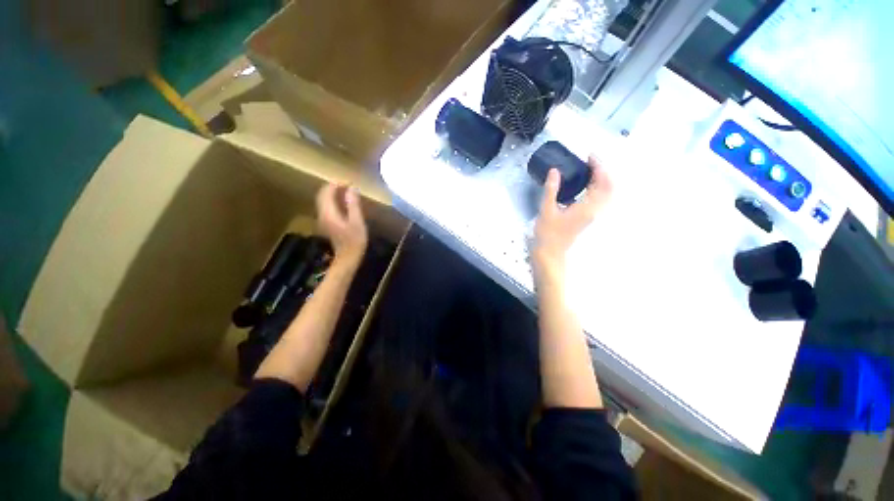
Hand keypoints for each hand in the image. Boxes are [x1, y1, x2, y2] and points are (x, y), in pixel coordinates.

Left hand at [316, 183, 367, 268]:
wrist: (347, 258)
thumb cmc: (354, 241)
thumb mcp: (357, 222)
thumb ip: (353, 204)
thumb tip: (352, 188)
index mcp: (329, 212)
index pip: (326, 192)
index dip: (336, 184)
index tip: (349, 182)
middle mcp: (322, 214)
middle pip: (322, 195)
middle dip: (333, 187)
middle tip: (348, 185)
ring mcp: (323, 219)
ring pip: (324, 201)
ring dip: (333, 194)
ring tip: (347, 192)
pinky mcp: (327, 224)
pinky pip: (327, 207)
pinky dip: (334, 201)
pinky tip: (344, 204)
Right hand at [534, 156, 611, 271]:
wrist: (550, 252)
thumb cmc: (548, 233)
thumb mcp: (546, 210)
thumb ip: (551, 189)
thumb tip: (555, 171)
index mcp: (588, 207)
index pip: (602, 182)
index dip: (599, 166)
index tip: (590, 156)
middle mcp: (594, 211)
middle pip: (608, 187)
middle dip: (602, 171)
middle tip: (589, 161)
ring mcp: (591, 215)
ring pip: (604, 194)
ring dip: (600, 180)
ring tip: (586, 170)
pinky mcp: (586, 218)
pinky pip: (597, 199)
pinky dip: (594, 188)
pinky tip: (580, 185)